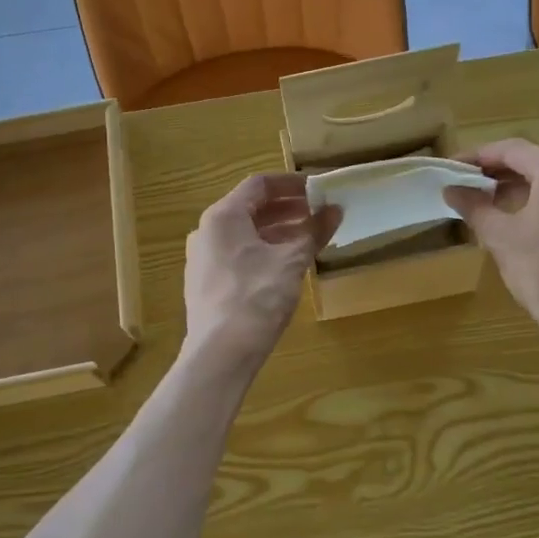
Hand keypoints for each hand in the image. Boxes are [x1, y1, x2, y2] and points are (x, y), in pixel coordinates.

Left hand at [183, 174, 339, 372]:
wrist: (221, 353)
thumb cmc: (257, 297)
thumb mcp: (292, 261)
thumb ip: (313, 232)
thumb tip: (335, 210)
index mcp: (223, 216)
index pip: (259, 185)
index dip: (292, 184)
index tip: (320, 189)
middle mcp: (207, 232)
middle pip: (251, 208)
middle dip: (288, 209)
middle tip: (320, 213)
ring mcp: (203, 259)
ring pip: (245, 234)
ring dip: (278, 232)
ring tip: (309, 239)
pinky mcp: (207, 284)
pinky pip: (238, 255)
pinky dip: (264, 252)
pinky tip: (287, 266)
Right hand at [444, 139, 538, 349]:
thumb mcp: (500, 237)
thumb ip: (474, 206)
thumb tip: (452, 189)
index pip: (510, 150)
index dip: (478, 156)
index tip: (454, 167)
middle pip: (534, 161)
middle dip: (499, 171)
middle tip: (468, 185)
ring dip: (521, 186)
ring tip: (491, 203)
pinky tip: (525, 219)